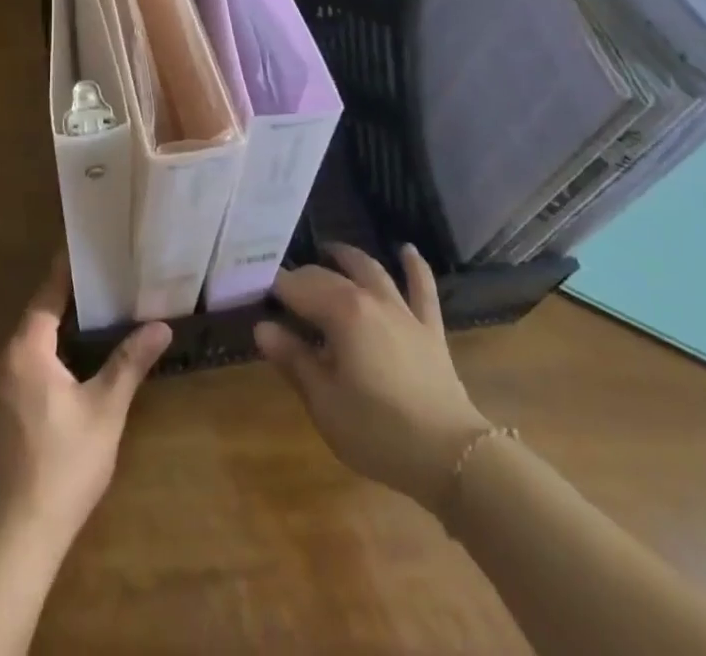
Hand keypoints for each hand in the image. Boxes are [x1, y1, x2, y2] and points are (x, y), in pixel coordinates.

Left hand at [0, 253, 171, 542]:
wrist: (17, 535)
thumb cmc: (65, 463)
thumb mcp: (105, 409)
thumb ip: (129, 361)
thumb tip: (161, 326)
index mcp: (24, 349)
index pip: (46, 296)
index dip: (65, 273)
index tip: (81, 250)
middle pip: (34, 321)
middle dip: (64, 308)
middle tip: (99, 294)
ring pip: (24, 350)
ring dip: (52, 341)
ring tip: (87, 332)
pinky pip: (15, 373)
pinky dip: (38, 366)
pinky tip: (63, 380)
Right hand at [255, 243, 489, 508]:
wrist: (452, 456)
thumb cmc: (378, 431)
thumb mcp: (324, 401)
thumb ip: (293, 359)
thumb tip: (262, 326)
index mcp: (340, 312)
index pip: (296, 286)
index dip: (273, 287)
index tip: (253, 291)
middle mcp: (370, 298)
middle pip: (328, 276)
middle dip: (303, 276)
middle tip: (282, 285)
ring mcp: (403, 310)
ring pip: (371, 270)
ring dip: (349, 257)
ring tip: (331, 250)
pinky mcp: (429, 328)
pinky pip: (422, 288)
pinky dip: (414, 266)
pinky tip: (407, 249)